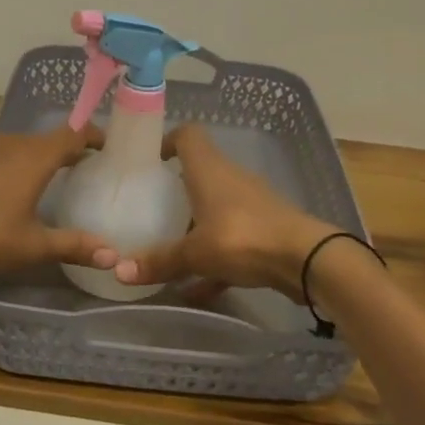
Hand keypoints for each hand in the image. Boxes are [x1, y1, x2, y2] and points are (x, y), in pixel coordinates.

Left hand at [0, 126, 117, 278]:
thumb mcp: (33, 246)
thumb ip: (74, 246)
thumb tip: (114, 256)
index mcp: (35, 159)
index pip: (72, 135)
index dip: (92, 136)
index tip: (106, 146)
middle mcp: (10, 146)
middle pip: (44, 139)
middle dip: (64, 149)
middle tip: (80, 167)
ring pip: (13, 144)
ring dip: (29, 153)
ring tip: (40, 171)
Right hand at [112, 125, 334, 295]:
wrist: (306, 259)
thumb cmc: (243, 238)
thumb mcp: (195, 252)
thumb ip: (159, 261)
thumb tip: (118, 270)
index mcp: (209, 169)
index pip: (188, 135)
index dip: (167, 140)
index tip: (149, 162)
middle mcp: (230, 178)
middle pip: (199, 173)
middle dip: (176, 190)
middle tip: (151, 209)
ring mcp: (251, 204)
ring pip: (215, 208)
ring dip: (196, 225)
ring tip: (171, 248)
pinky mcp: (265, 229)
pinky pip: (231, 240)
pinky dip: (214, 259)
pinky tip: (197, 289)